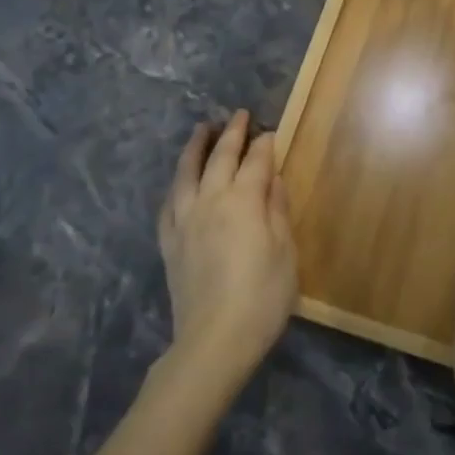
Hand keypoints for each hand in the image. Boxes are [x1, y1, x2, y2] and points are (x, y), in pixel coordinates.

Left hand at [156, 110, 298, 392]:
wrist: (214, 339)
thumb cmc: (263, 296)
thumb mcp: (285, 252)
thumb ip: (277, 210)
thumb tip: (272, 178)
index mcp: (244, 201)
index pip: (256, 162)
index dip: (265, 145)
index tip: (271, 131)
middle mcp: (210, 200)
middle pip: (220, 158)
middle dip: (231, 134)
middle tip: (238, 115)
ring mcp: (185, 220)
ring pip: (187, 173)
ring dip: (195, 147)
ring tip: (201, 129)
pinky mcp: (169, 242)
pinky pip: (169, 203)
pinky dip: (176, 185)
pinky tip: (179, 182)